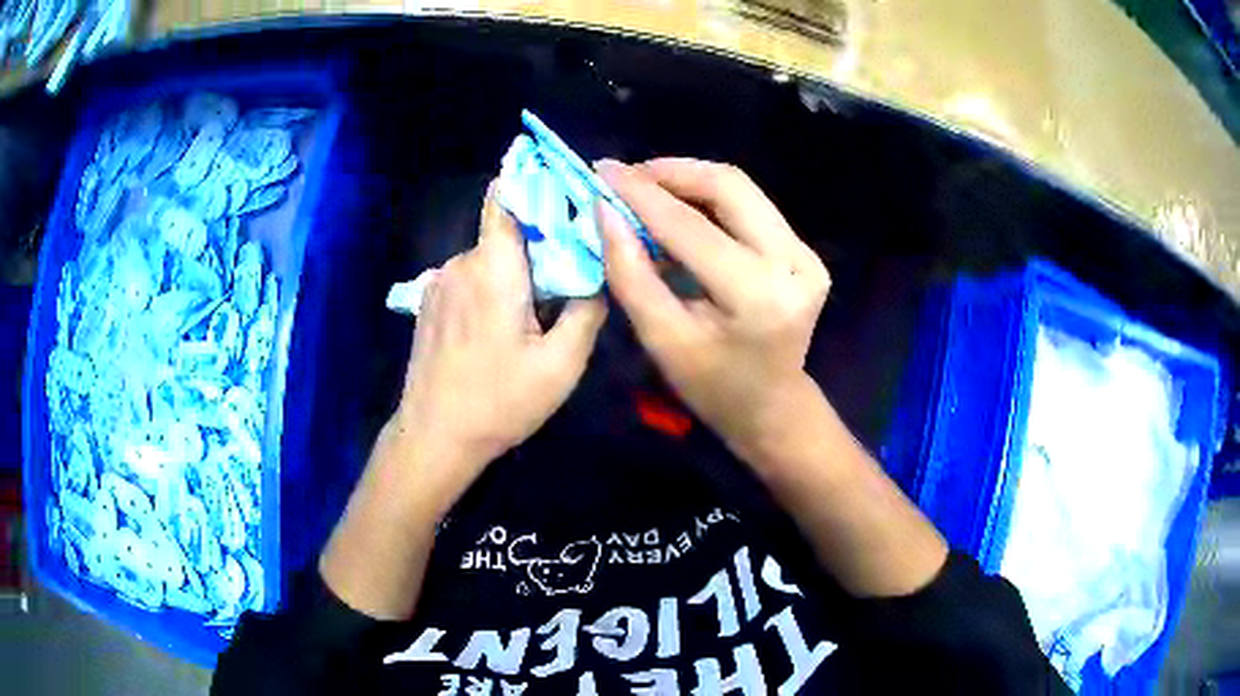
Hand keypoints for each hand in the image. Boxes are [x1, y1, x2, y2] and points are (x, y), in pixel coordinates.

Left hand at [392, 183, 607, 515]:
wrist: (434, 437)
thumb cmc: (499, 402)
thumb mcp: (562, 364)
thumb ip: (588, 309)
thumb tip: (599, 273)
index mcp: (494, 268)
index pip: (507, 196)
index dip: (535, 182)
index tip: (566, 187)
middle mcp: (461, 262)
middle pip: (507, 231)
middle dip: (540, 244)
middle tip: (569, 278)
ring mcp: (439, 281)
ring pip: (489, 258)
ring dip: (515, 273)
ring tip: (534, 315)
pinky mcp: (429, 302)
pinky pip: (470, 278)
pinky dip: (491, 288)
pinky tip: (498, 330)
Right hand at [597, 158, 829, 465]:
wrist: (772, 407)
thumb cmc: (712, 387)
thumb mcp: (662, 339)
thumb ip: (631, 273)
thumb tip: (606, 210)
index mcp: (758, 296)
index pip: (691, 227)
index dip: (642, 194)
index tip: (602, 171)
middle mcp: (794, 264)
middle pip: (729, 187)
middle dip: (672, 172)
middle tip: (627, 176)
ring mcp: (807, 255)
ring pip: (742, 190)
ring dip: (690, 181)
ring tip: (646, 188)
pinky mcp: (806, 252)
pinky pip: (751, 207)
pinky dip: (709, 200)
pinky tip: (679, 208)